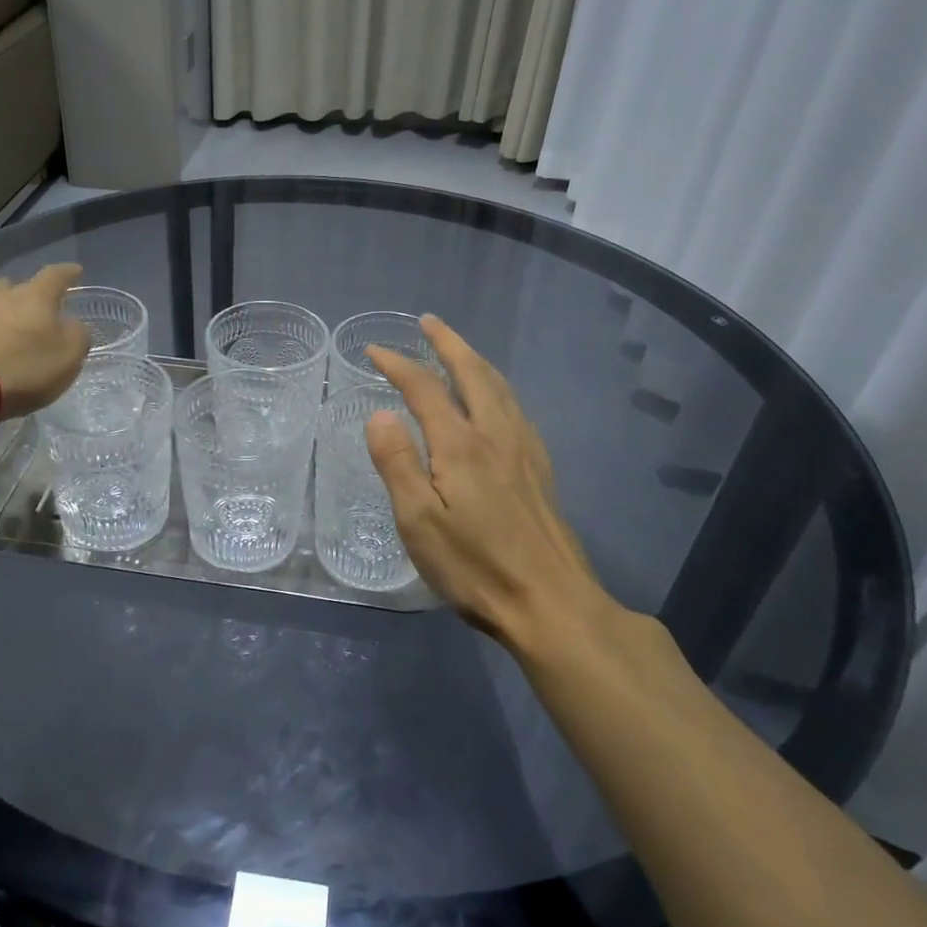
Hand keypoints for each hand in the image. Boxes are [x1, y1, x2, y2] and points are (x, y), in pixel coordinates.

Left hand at [0, 263, 90, 417]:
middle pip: (16, 286)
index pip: (55, 276)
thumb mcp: (68, 357)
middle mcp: (1, 294)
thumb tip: (70, 325)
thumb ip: (76, 336)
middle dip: (26, 296)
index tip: (75, 270)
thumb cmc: (23, 368)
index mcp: (36, 296)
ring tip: (4, 329)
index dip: (67, 273)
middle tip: (34, 311)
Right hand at [366, 316, 610, 649]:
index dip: (398, 364)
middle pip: (473, 373)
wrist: (551, 604)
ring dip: (475, 360)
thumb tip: (381, 413)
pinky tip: (496, 402)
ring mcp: (524, 451)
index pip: (424, 388)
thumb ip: (397, 462)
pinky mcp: (540, 470)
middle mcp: (496, 435)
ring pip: (500, 387)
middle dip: (448, 343)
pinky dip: (497, 387)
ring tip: (459, 350)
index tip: (374, 350)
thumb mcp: (419, 521)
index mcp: (461, 444)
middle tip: (428, 322)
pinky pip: (515, 408)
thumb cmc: (475, 566)